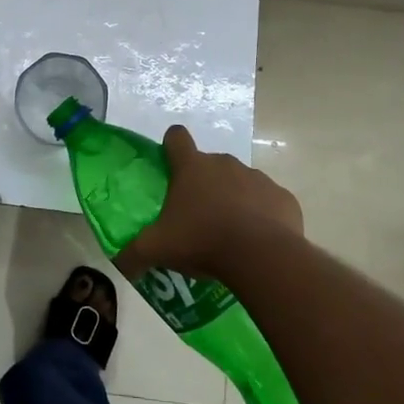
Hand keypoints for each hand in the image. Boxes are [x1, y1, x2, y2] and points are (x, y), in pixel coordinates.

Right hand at [115, 124, 302, 284]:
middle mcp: (225, 163)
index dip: (171, 146)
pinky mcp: (283, 198)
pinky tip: (258, 242)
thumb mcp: (157, 249)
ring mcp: (258, 178)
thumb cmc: (202, 241)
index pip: (177, 138)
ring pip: (241, 183)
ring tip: (230, 234)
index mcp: (192, 167)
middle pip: (210, 164)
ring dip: (235, 200)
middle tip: (197, 217)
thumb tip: (120, 265)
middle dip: (204, 185)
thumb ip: (133, 254)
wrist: (262, 257)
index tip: (170, 164)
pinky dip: (263, 216)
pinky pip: (269, 202)